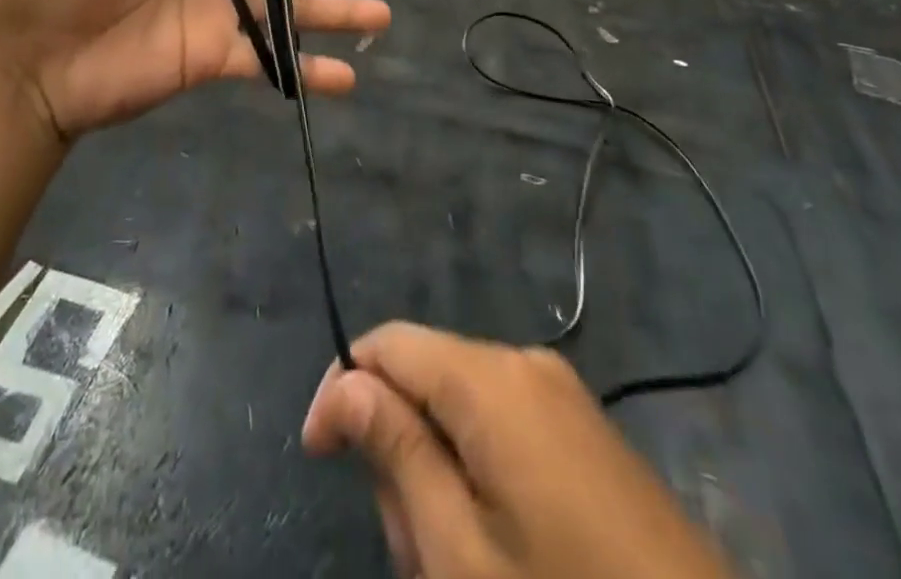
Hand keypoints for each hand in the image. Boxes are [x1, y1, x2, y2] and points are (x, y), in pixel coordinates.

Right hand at [303, 324, 732, 578]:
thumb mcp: (461, 552)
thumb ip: (396, 450)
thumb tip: (345, 383)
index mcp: (491, 377)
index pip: (388, 343)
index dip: (342, 387)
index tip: (317, 456)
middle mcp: (524, 363)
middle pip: (425, 377)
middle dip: (399, 450)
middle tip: (414, 551)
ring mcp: (560, 395)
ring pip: (460, 408)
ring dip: (437, 475)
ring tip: (457, 564)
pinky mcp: (584, 431)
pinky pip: (502, 428)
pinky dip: (478, 476)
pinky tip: (496, 551)